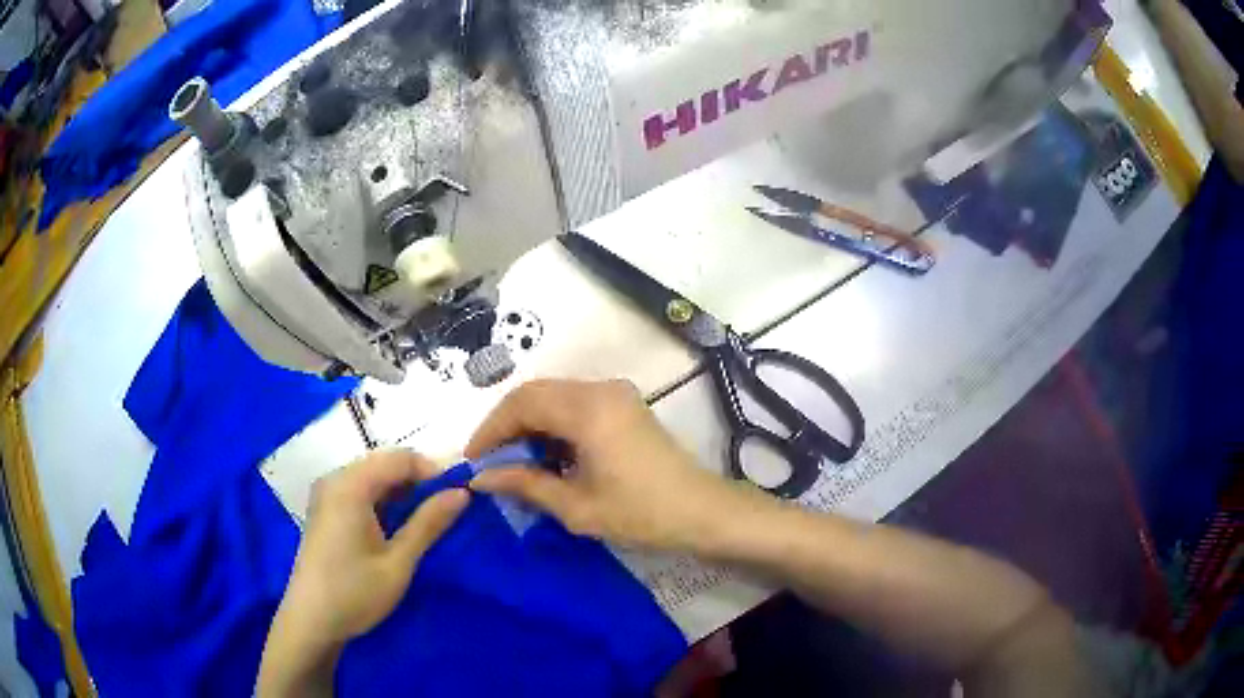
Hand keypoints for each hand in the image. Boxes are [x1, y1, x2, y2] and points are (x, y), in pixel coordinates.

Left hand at [259, 451, 467, 696]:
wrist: (311, 620)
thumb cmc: (355, 592)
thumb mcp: (398, 562)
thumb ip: (428, 523)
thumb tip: (462, 493)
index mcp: (350, 486)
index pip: (400, 459)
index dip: (433, 471)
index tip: (459, 496)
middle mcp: (335, 480)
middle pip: (384, 464)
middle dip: (418, 482)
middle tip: (446, 510)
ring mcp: (326, 494)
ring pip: (373, 477)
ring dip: (401, 492)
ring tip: (426, 521)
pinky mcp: (325, 509)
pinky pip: (359, 490)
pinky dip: (383, 501)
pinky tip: (396, 526)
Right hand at [467, 379, 765, 551]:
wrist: (702, 512)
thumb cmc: (641, 514)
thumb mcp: (576, 506)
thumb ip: (525, 484)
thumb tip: (479, 478)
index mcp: (588, 410)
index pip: (521, 404)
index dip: (490, 430)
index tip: (473, 460)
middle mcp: (600, 389)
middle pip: (535, 393)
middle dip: (506, 425)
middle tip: (489, 461)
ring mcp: (615, 394)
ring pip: (554, 397)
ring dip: (529, 424)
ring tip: (515, 463)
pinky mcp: (624, 405)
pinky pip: (575, 404)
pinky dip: (553, 425)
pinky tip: (548, 456)